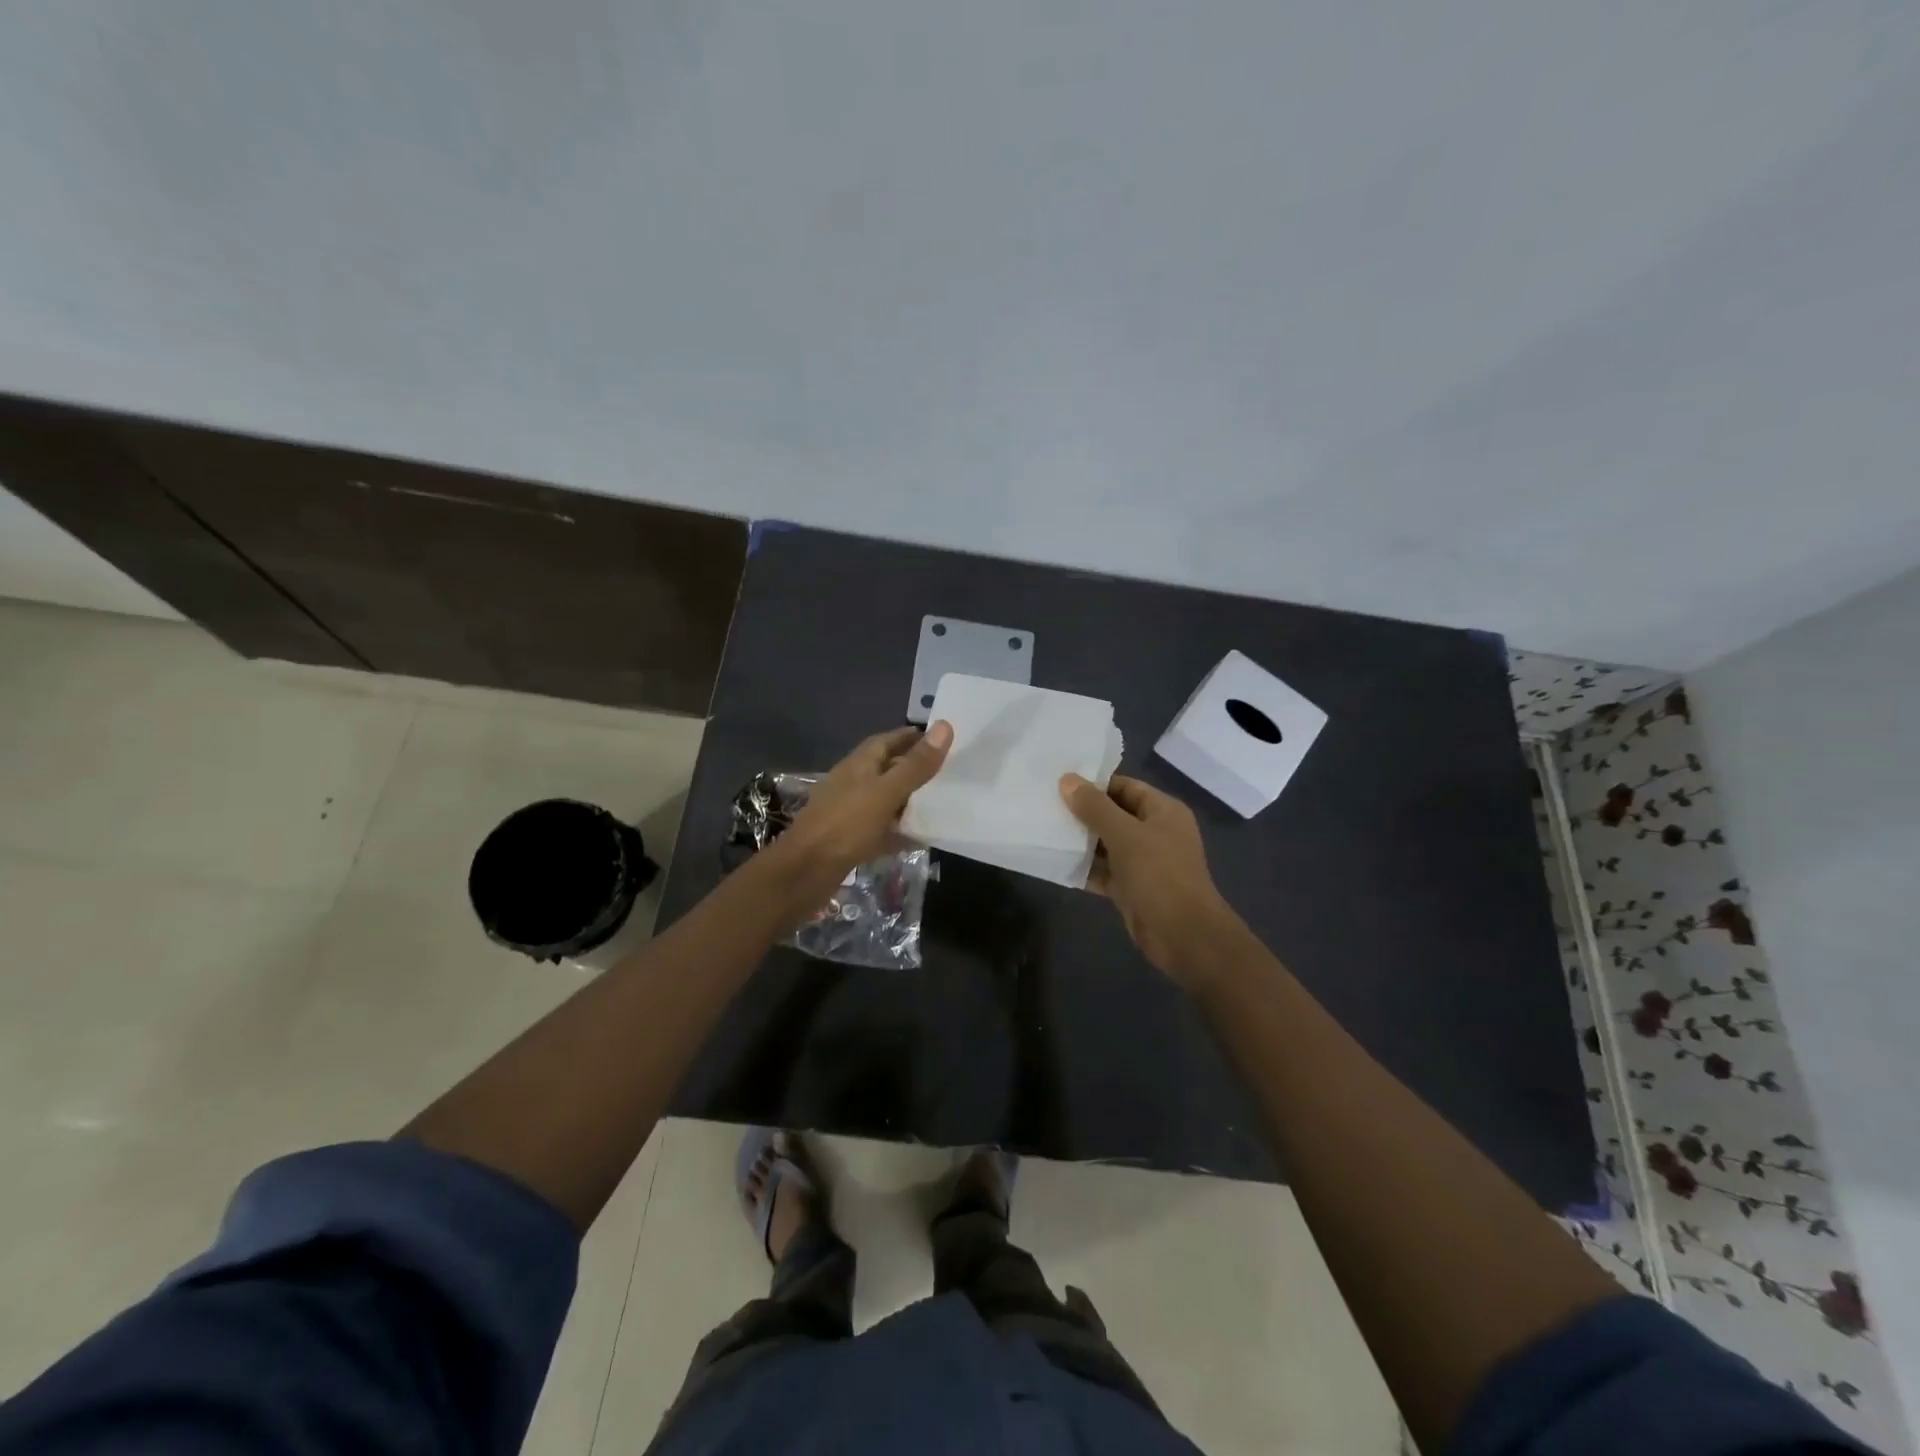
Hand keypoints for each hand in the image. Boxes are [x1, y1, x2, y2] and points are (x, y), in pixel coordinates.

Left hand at [780, 723, 953, 885]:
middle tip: (947, 771)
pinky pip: (881, 829)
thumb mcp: (886, 792)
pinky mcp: (851, 839)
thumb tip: (945, 726)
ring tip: (940, 801)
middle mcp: (853, 783)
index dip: (911, 737)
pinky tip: (920, 837)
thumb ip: (915, 765)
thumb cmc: (846, 825)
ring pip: (884, 799)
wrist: (805, 871)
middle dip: (913, 767)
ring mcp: (850, 812)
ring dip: (908, 799)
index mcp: (859, 764)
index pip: (887, 740)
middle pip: (886, 769)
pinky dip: (900, 830)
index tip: (939, 737)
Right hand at [1059, 772, 1237, 983]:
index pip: (1125, 786)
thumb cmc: (1158, 874)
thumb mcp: (1124, 835)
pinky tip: (1056, 862)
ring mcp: (1144, 862)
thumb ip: (1095, 807)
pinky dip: (1085, 867)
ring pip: (1107, 844)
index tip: (1060, 782)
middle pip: (1114, 814)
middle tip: (1046, 805)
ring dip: (1081, 841)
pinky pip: (1104, 870)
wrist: (1183, 935)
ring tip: (1045, 829)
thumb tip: (1067, 779)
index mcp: (1163, 811)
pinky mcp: (1132, 888)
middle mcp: (1155, 832)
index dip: (1095, 783)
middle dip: (1083, 812)